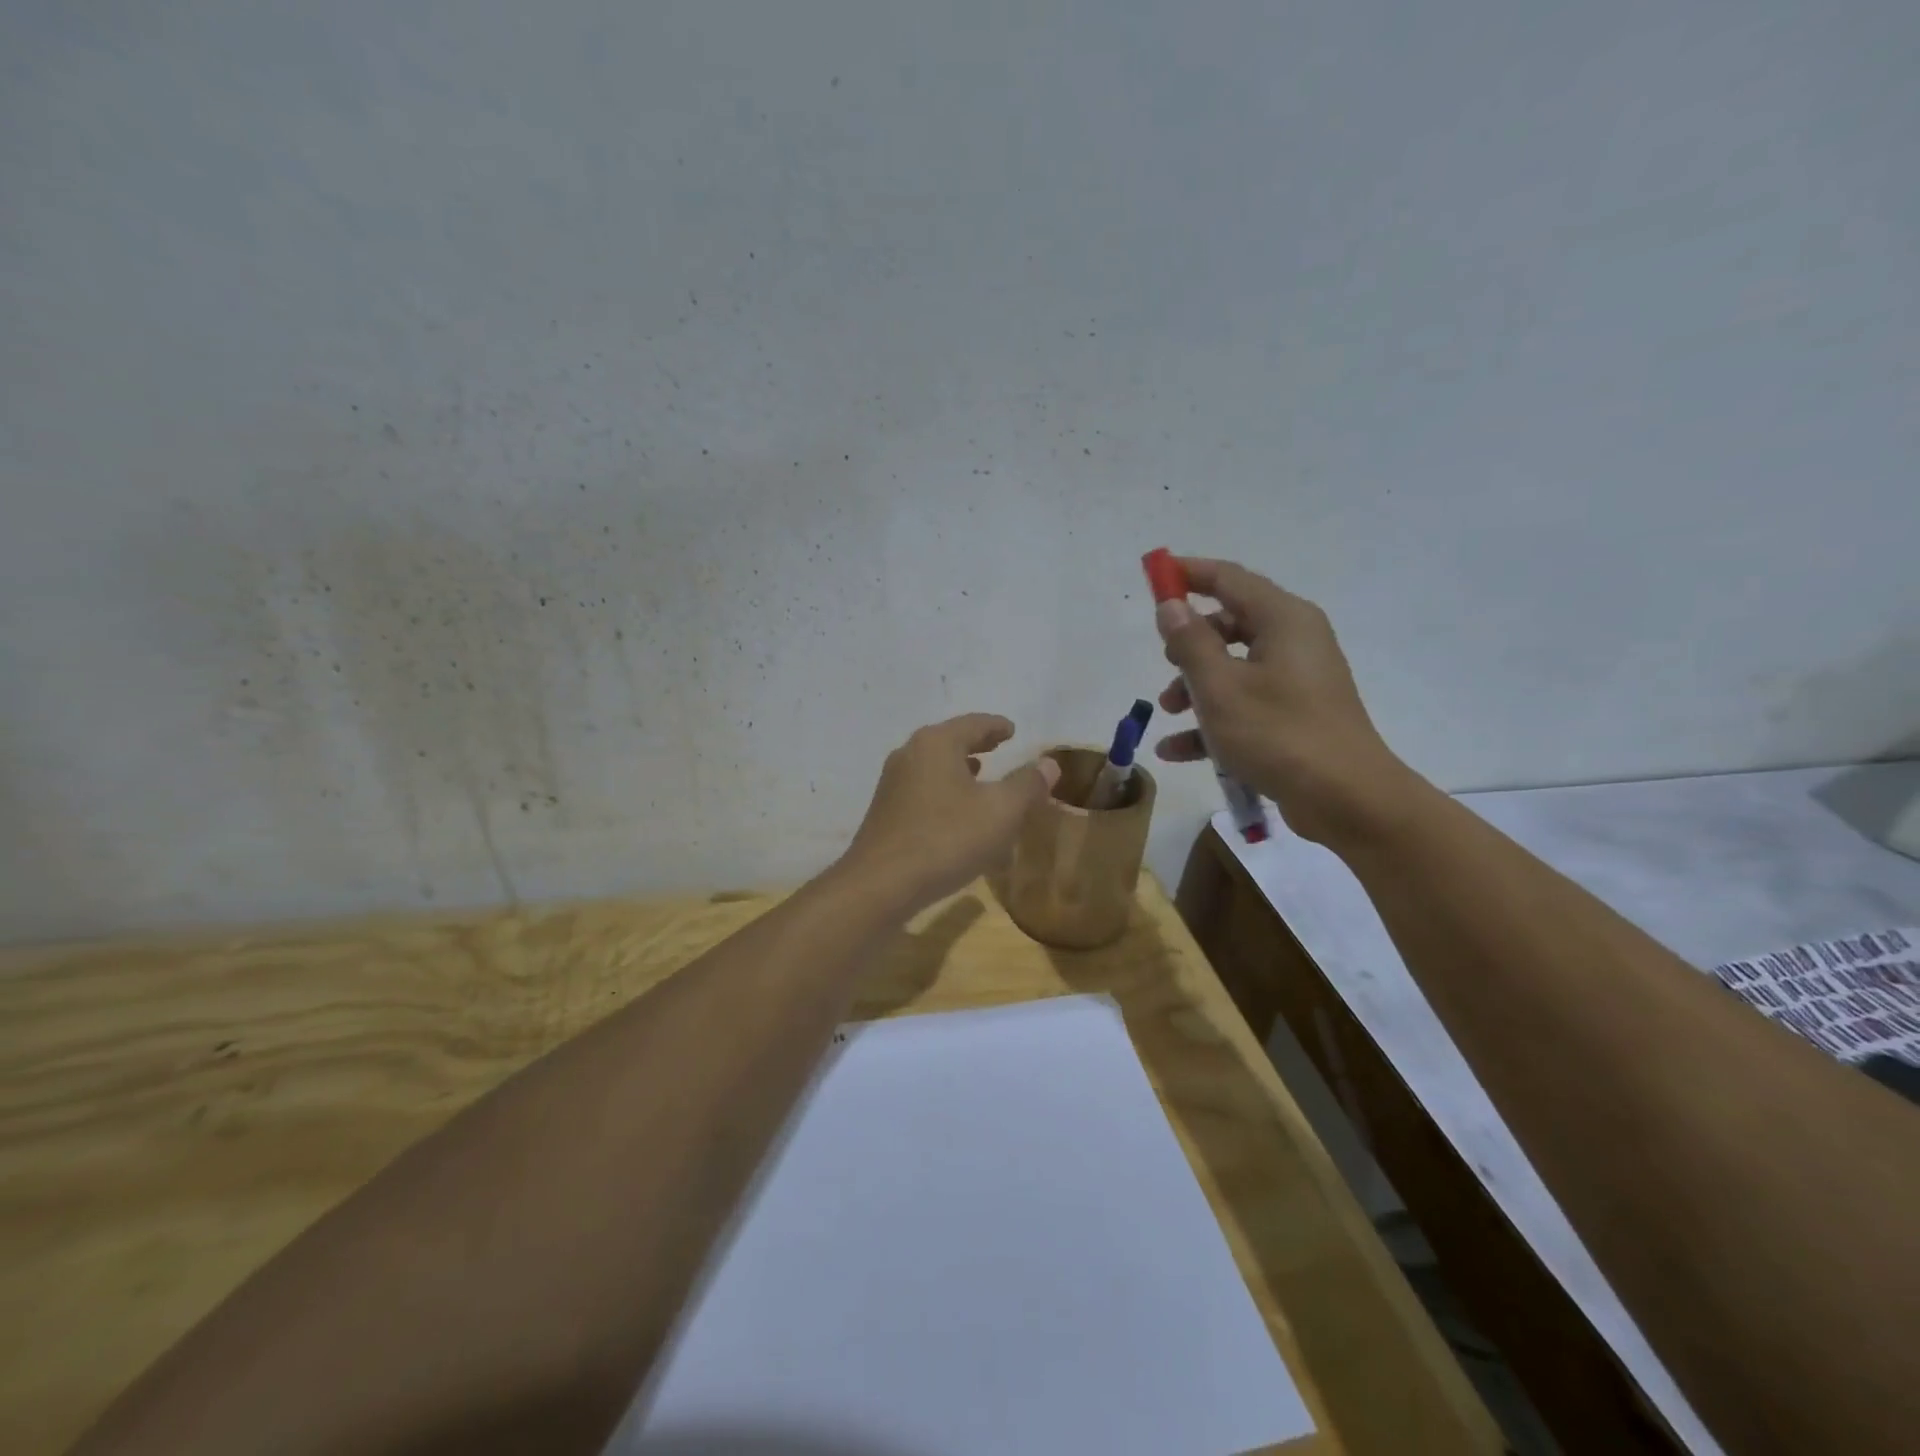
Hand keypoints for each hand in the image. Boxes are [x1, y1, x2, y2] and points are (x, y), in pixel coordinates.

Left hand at [838, 714, 1060, 912]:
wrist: (881, 884)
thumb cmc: (946, 839)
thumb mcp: (1001, 811)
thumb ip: (1027, 784)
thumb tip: (1048, 763)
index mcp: (936, 743)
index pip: (973, 724)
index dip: (997, 726)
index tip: (1012, 730)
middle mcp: (910, 754)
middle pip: (950, 741)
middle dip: (977, 745)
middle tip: (999, 747)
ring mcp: (892, 784)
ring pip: (935, 767)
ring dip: (959, 770)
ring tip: (980, 777)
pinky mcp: (885, 812)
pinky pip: (924, 792)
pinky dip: (946, 793)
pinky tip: (957, 815)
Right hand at [1153, 557, 1416, 845]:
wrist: (1348, 800)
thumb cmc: (1278, 734)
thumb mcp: (1220, 687)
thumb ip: (1190, 642)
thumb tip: (1170, 606)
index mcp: (1283, 619)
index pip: (1229, 579)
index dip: (1188, 574)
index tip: (1154, 577)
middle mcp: (1294, 640)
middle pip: (1230, 624)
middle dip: (1189, 644)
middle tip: (1165, 663)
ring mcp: (1297, 680)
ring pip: (1234, 667)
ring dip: (1196, 687)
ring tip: (1168, 713)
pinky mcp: (1296, 715)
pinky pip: (1246, 704)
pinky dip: (1213, 720)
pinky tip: (1177, 750)